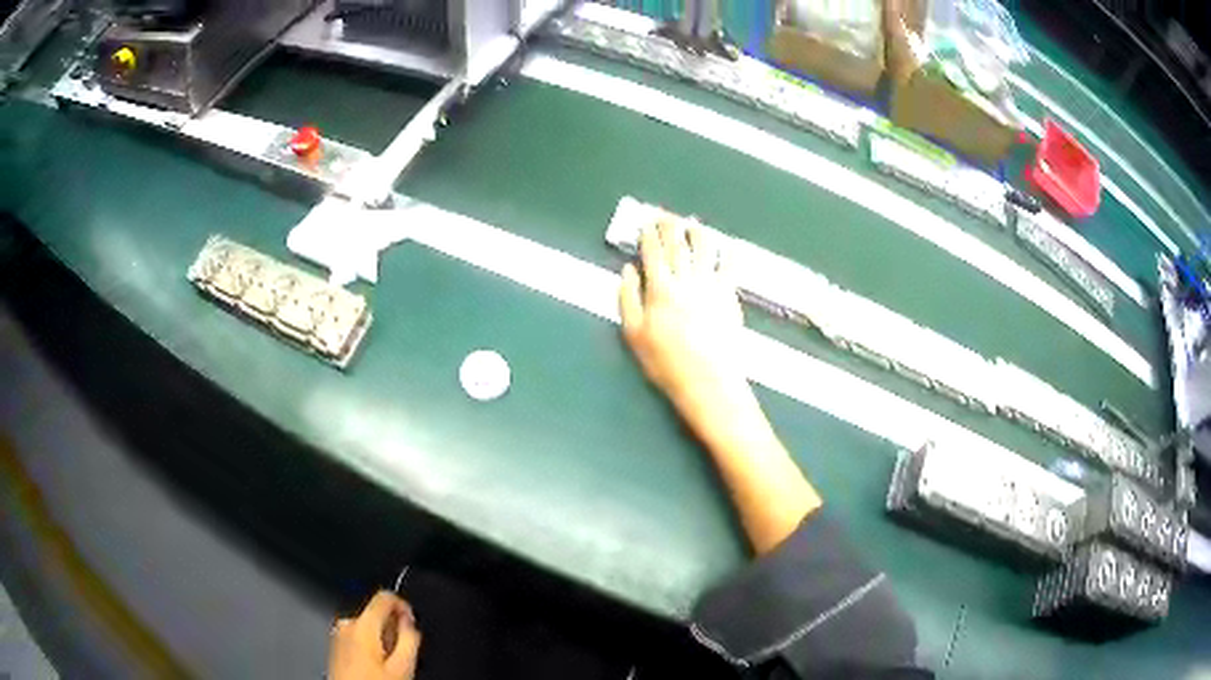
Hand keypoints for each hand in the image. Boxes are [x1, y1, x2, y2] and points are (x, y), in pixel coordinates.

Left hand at [328, 591, 420, 679]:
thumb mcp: (402, 666)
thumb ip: (410, 638)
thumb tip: (409, 622)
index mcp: (362, 625)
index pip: (385, 597)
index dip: (403, 606)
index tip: (411, 622)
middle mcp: (345, 625)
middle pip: (376, 614)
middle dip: (392, 630)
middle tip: (400, 653)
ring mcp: (337, 635)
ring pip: (367, 627)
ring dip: (381, 640)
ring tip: (387, 664)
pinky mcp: (335, 646)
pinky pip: (356, 637)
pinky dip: (369, 647)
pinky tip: (374, 666)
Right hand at [618, 216, 753, 436]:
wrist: (708, 380)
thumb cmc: (666, 362)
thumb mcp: (634, 334)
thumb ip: (628, 298)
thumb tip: (628, 269)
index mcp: (660, 289)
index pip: (653, 253)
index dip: (649, 235)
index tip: (646, 223)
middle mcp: (686, 280)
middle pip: (677, 246)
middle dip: (670, 227)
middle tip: (666, 214)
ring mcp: (711, 285)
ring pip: (704, 250)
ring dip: (697, 233)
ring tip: (693, 224)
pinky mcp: (730, 295)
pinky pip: (730, 267)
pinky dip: (728, 253)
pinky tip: (727, 245)